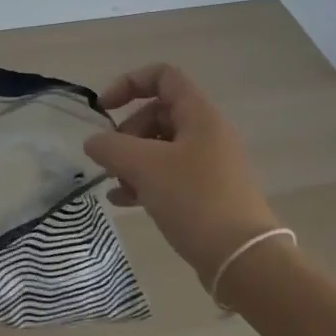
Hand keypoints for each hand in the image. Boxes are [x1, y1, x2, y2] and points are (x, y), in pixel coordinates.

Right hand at [83, 64, 281, 290]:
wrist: (242, 259)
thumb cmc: (194, 199)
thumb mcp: (144, 166)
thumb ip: (111, 146)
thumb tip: (94, 142)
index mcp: (199, 115)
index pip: (163, 77)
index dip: (129, 83)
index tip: (104, 108)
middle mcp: (206, 134)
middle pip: (157, 113)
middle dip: (127, 132)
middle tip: (112, 158)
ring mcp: (208, 165)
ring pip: (160, 147)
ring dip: (131, 159)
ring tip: (115, 182)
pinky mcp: (206, 193)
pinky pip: (168, 175)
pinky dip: (144, 181)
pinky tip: (123, 200)